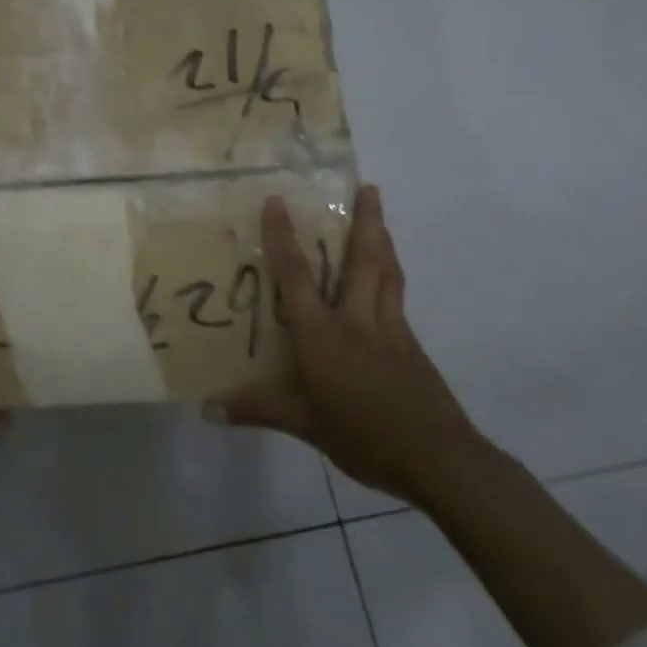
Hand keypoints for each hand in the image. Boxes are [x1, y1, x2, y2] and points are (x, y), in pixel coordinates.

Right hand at [210, 184, 485, 503]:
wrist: (438, 459)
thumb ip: (256, 410)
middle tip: (369, 186)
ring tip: (380, 215)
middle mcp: (357, 321)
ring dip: (383, 240)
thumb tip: (208, 410)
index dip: (283, 237)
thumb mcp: (303, 425)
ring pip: (387, 274)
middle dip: (366, 221)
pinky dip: (391, 276)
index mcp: (323, 335)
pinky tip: (387, 280)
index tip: (277, 200)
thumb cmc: (362, 436)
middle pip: (363, 260)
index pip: (297, 277)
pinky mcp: (412, 345)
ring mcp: (390, 330)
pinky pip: (397, 298)